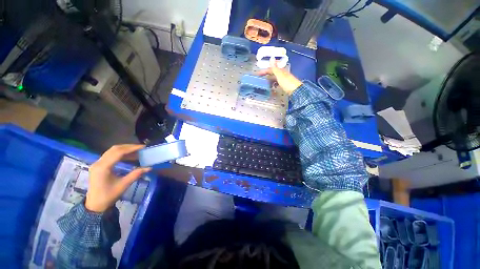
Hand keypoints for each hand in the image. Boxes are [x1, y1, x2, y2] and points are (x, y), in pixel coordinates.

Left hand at [85, 144, 151, 212]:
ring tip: (137, 151)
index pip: (118, 152)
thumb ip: (136, 174)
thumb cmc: (109, 195)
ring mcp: (97, 164)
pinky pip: (110, 155)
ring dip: (125, 150)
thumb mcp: (124, 185)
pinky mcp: (98, 166)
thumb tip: (149, 167)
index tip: (143, 147)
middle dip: (129, 147)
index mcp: (103, 167)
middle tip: (141, 148)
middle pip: (114, 149)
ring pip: (112, 151)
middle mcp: (98, 163)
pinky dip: (121, 154)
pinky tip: (129, 157)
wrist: (95, 205)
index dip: (132, 148)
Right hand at [257, 58, 301, 94]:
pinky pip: (277, 83)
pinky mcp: (285, 85)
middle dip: (266, 75)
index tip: (258, 74)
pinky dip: (273, 84)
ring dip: (270, 80)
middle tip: (260, 78)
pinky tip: (272, 87)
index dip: (264, 71)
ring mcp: (284, 80)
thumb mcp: (280, 75)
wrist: (296, 91)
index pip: (271, 69)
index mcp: (281, 71)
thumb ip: (275, 68)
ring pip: (275, 78)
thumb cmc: (287, 83)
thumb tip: (271, 57)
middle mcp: (283, 74)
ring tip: (264, 83)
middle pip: (273, 73)